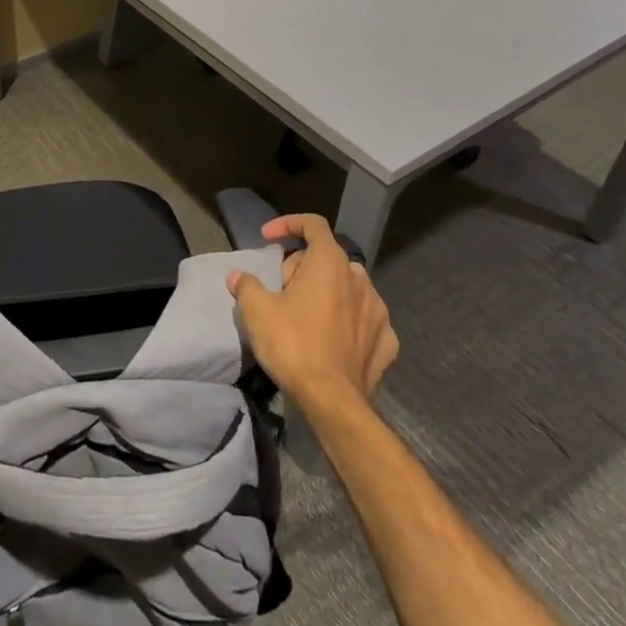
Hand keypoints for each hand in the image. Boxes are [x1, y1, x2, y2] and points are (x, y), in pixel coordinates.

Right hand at [227, 213, 397, 402]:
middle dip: (302, 267)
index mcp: (330, 263)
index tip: (267, 238)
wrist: (332, 401)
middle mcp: (359, 279)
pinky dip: (348, 321)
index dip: (288, 224)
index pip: (313, 224)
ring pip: (348, 288)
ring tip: (305, 315)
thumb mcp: (256, 310)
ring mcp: (378, 311)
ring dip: (327, 292)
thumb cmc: (293, 344)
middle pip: (327, 258)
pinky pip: (364, 319)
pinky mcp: (387, 341)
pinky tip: (333, 338)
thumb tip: (238, 276)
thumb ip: (246, 285)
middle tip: (280, 291)